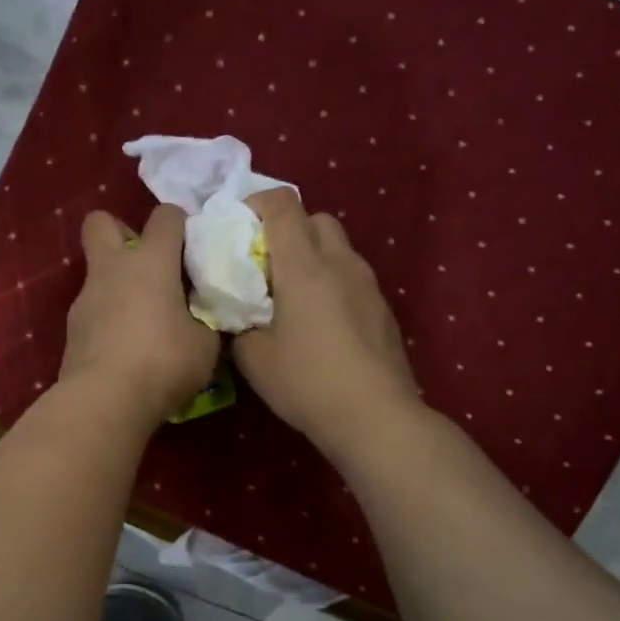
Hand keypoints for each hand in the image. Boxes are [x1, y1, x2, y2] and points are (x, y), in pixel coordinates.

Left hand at [59, 205, 220, 425]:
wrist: (104, 400)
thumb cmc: (163, 362)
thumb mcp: (205, 344)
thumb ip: (205, 318)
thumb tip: (202, 314)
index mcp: (150, 261)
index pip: (166, 216)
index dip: (181, 225)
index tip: (193, 252)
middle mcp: (112, 269)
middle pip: (102, 222)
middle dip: (123, 232)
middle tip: (148, 264)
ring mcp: (85, 298)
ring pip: (98, 272)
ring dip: (118, 284)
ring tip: (143, 319)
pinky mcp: (72, 329)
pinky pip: (93, 309)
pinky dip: (109, 317)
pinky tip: (126, 347)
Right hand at [232, 189, 422, 464]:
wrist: (375, 417)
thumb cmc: (307, 382)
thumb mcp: (253, 357)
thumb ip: (238, 322)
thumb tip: (238, 310)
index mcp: (304, 267)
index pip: (283, 205)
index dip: (256, 204)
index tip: (237, 228)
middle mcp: (340, 263)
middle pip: (316, 218)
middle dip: (287, 229)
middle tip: (264, 264)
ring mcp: (367, 284)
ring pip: (337, 246)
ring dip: (312, 255)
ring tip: (291, 294)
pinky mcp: (382, 306)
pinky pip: (351, 274)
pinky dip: (330, 280)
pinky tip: (320, 321)